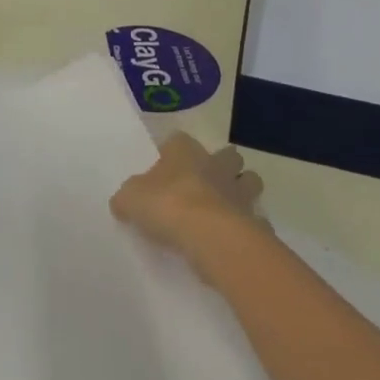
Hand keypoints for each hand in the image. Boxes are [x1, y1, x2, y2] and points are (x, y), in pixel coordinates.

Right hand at [111, 133, 265, 260]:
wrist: (211, 236)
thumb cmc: (168, 206)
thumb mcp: (131, 200)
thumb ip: (127, 199)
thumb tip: (122, 203)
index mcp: (185, 153)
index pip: (180, 140)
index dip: (174, 150)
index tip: (168, 164)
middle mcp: (215, 165)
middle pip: (227, 155)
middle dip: (223, 164)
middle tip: (208, 182)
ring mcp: (240, 192)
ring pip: (250, 181)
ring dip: (243, 190)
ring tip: (228, 208)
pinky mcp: (255, 221)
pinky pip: (257, 220)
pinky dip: (251, 227)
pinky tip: (238, 239)